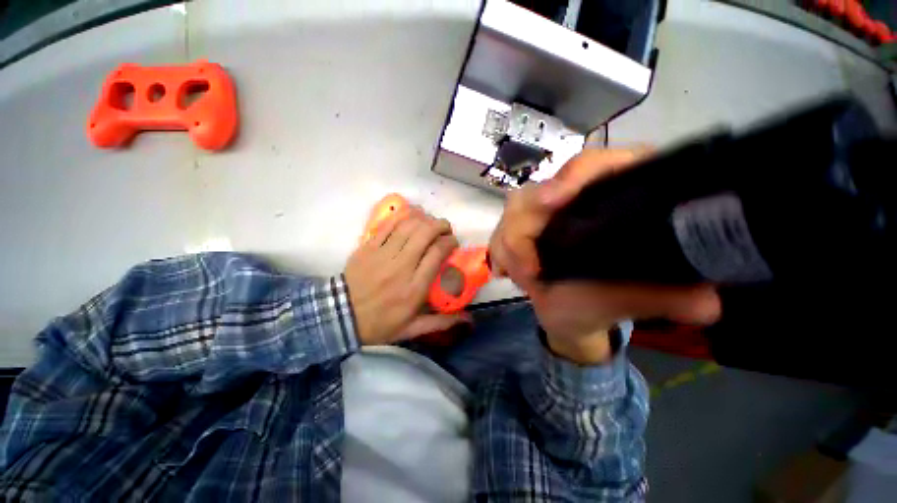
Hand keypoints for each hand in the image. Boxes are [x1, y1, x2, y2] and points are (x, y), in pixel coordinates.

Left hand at [345, 205, 470, 344]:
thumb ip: (442, 322)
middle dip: (440, 225)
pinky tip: (411, 216)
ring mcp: (382, 255)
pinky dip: (402, 217)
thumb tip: (468, 319)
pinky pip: (387, 226)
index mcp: (414, 288)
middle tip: (445, 228)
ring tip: (430, 221)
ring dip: (423, 219)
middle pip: (424, 234)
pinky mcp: (368, 247)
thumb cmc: (380, 324)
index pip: (437, 254)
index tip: (453, 242)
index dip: (449, 242)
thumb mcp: (413, 329)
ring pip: (407, 226)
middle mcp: (401, 267)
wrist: (341, 317)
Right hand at [489, 149, 721, 363]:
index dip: (576, 175)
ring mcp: (539, 214)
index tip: (555, 200)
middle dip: (526, 224)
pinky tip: (506, 273)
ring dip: (511, 244)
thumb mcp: (633, 301)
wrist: (568, 314)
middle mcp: (571, 198)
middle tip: (529, 267)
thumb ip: (665, 297)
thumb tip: (705, 301)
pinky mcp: (518, 229)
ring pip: (513, 210)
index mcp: (608, 195)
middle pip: (540, 189)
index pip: (595, 164)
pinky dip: (499, 252)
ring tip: (523, 278)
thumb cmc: (600, 303)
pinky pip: (498, 232)